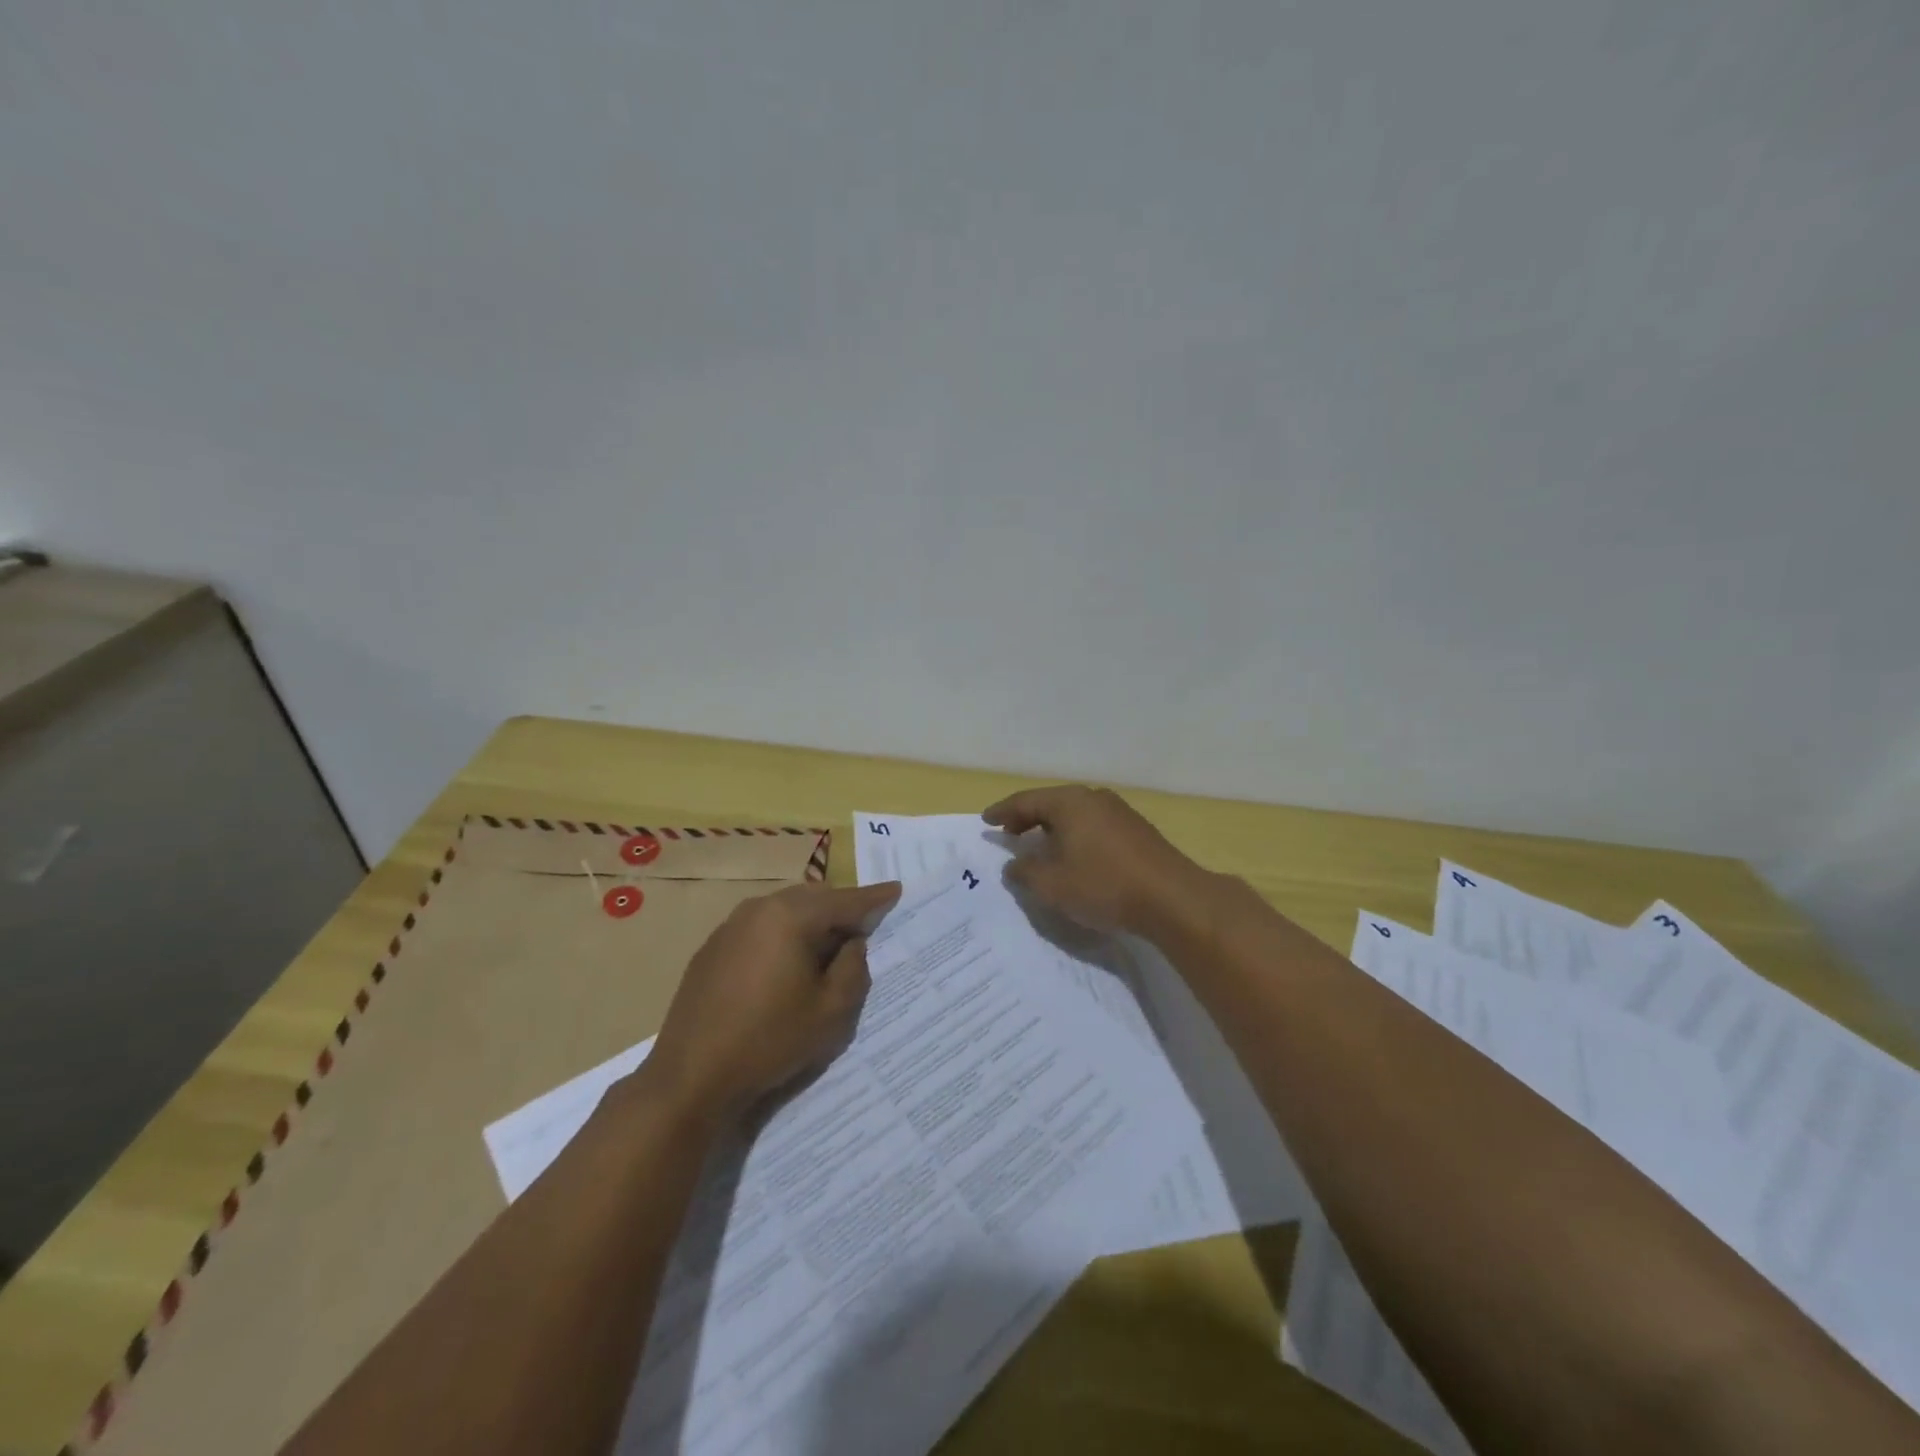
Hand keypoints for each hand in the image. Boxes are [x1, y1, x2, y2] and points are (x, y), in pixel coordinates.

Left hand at [643, 881, 901, 1122]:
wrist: (691, 1076)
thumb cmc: (770, 1040)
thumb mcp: (831, 1011)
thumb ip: (853, 967)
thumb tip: (852, 942)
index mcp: (791, 916)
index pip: (845, 901)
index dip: (874, 898)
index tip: (896, 890)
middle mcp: (759, 908)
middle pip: (813, 898)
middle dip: (841, 909)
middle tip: (865, 928)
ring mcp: (730, 926)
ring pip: (785, 910)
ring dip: (811, 922)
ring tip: (828, 948)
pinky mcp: (712, 948)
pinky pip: (760, 928)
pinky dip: (783, 935)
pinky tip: (786, 965)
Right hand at [982, 785, 1206, 934]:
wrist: (1171, 898)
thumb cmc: (1104, 885)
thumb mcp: (1053, 885)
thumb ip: (1025, 872)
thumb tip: (1013, 864)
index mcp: (1069, 802)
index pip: (1026, 801)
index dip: (1003, 812)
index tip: (986, 821)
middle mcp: (1093, 798)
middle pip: (1051, 803)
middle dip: (1027, 818)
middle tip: (1008, 833)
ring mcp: (1118, 811)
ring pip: (1074, 813)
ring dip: (1052, 827)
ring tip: (1038, 845)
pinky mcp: (1135, 829)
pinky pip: (1092, 824)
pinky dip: (1074, 834)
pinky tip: (1073, 853)